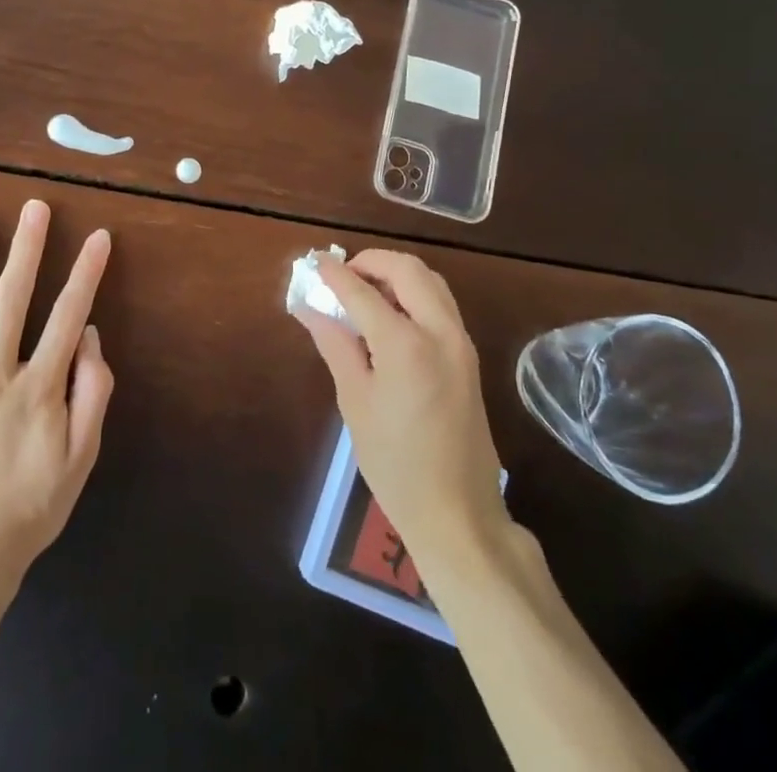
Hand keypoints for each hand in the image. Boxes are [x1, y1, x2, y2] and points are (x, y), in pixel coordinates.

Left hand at [0, 201, 113, 586]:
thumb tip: (90, 337)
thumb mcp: (80, 461)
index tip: (98, 236)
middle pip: (13, 299)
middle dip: (27, 248)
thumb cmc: (28, 511)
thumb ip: (91, 394)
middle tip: (34, 207)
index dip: (86, 273)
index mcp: (38, 387)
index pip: (68, 315)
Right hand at [292, 250, 509, 566]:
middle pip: (407, 269)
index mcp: (406, 344)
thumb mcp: (355, 402)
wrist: (458, 514)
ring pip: (430, 280)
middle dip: (371, 262)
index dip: (335, 274)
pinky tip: (390, 315)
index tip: (315, 262)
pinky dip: (414, 293)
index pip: (363, 291)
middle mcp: (440, 331)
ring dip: (396, 274)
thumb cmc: (395, 464)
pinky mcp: (469, 355)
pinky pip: (440, 303)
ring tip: (364, 292)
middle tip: (343, 277)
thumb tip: (307, 306)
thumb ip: (334, 344)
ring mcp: (461, 342)